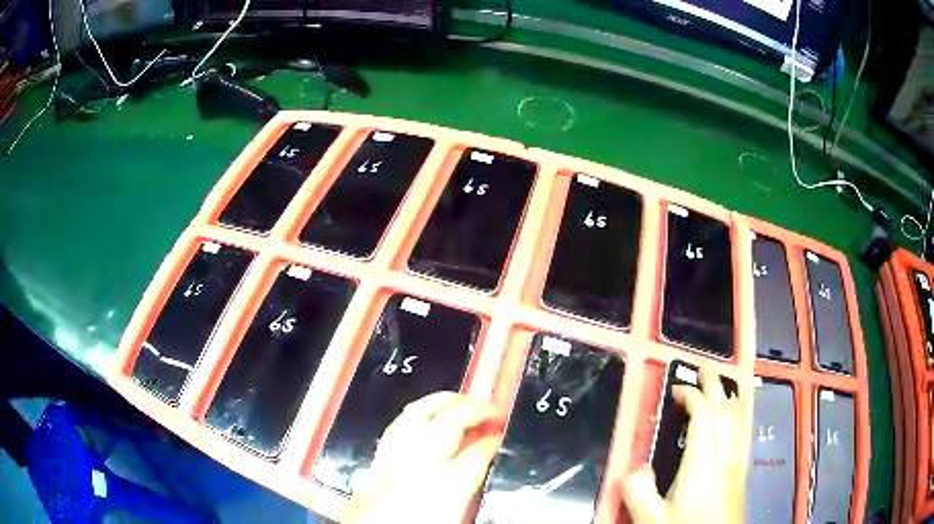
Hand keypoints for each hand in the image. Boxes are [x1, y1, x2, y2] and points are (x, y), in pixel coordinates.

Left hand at [344, 392, 503, 523]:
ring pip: (415, 416)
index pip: (476, 454)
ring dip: (441, 402)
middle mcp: (417, 469)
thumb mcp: (455, 519)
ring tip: (460, 401)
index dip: (492, 440)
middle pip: (446, 424)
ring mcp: (390, 463)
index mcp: (445, 490)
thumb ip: (469, 491)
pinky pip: (393, 429)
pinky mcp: (372, 465)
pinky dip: (412, 415)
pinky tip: (421, 415)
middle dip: (472, 409)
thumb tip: (482, 464)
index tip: (500, 433)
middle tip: (489, 409)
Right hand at [623, 369, 750, 523]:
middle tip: (704, 369)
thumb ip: (638, 492)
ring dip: (731, 397)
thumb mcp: (651, 519)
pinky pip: (745, 434)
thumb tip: (636, 468)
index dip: (692, 396)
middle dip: (715, 385)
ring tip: (724, 384)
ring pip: (739, 420)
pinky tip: (741, 417)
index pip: (703, 416)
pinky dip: (742, 416)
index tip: (677, 388)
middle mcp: (724, 457)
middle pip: (725, 410)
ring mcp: (736, 464)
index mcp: (701, 464)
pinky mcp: (741, 473)